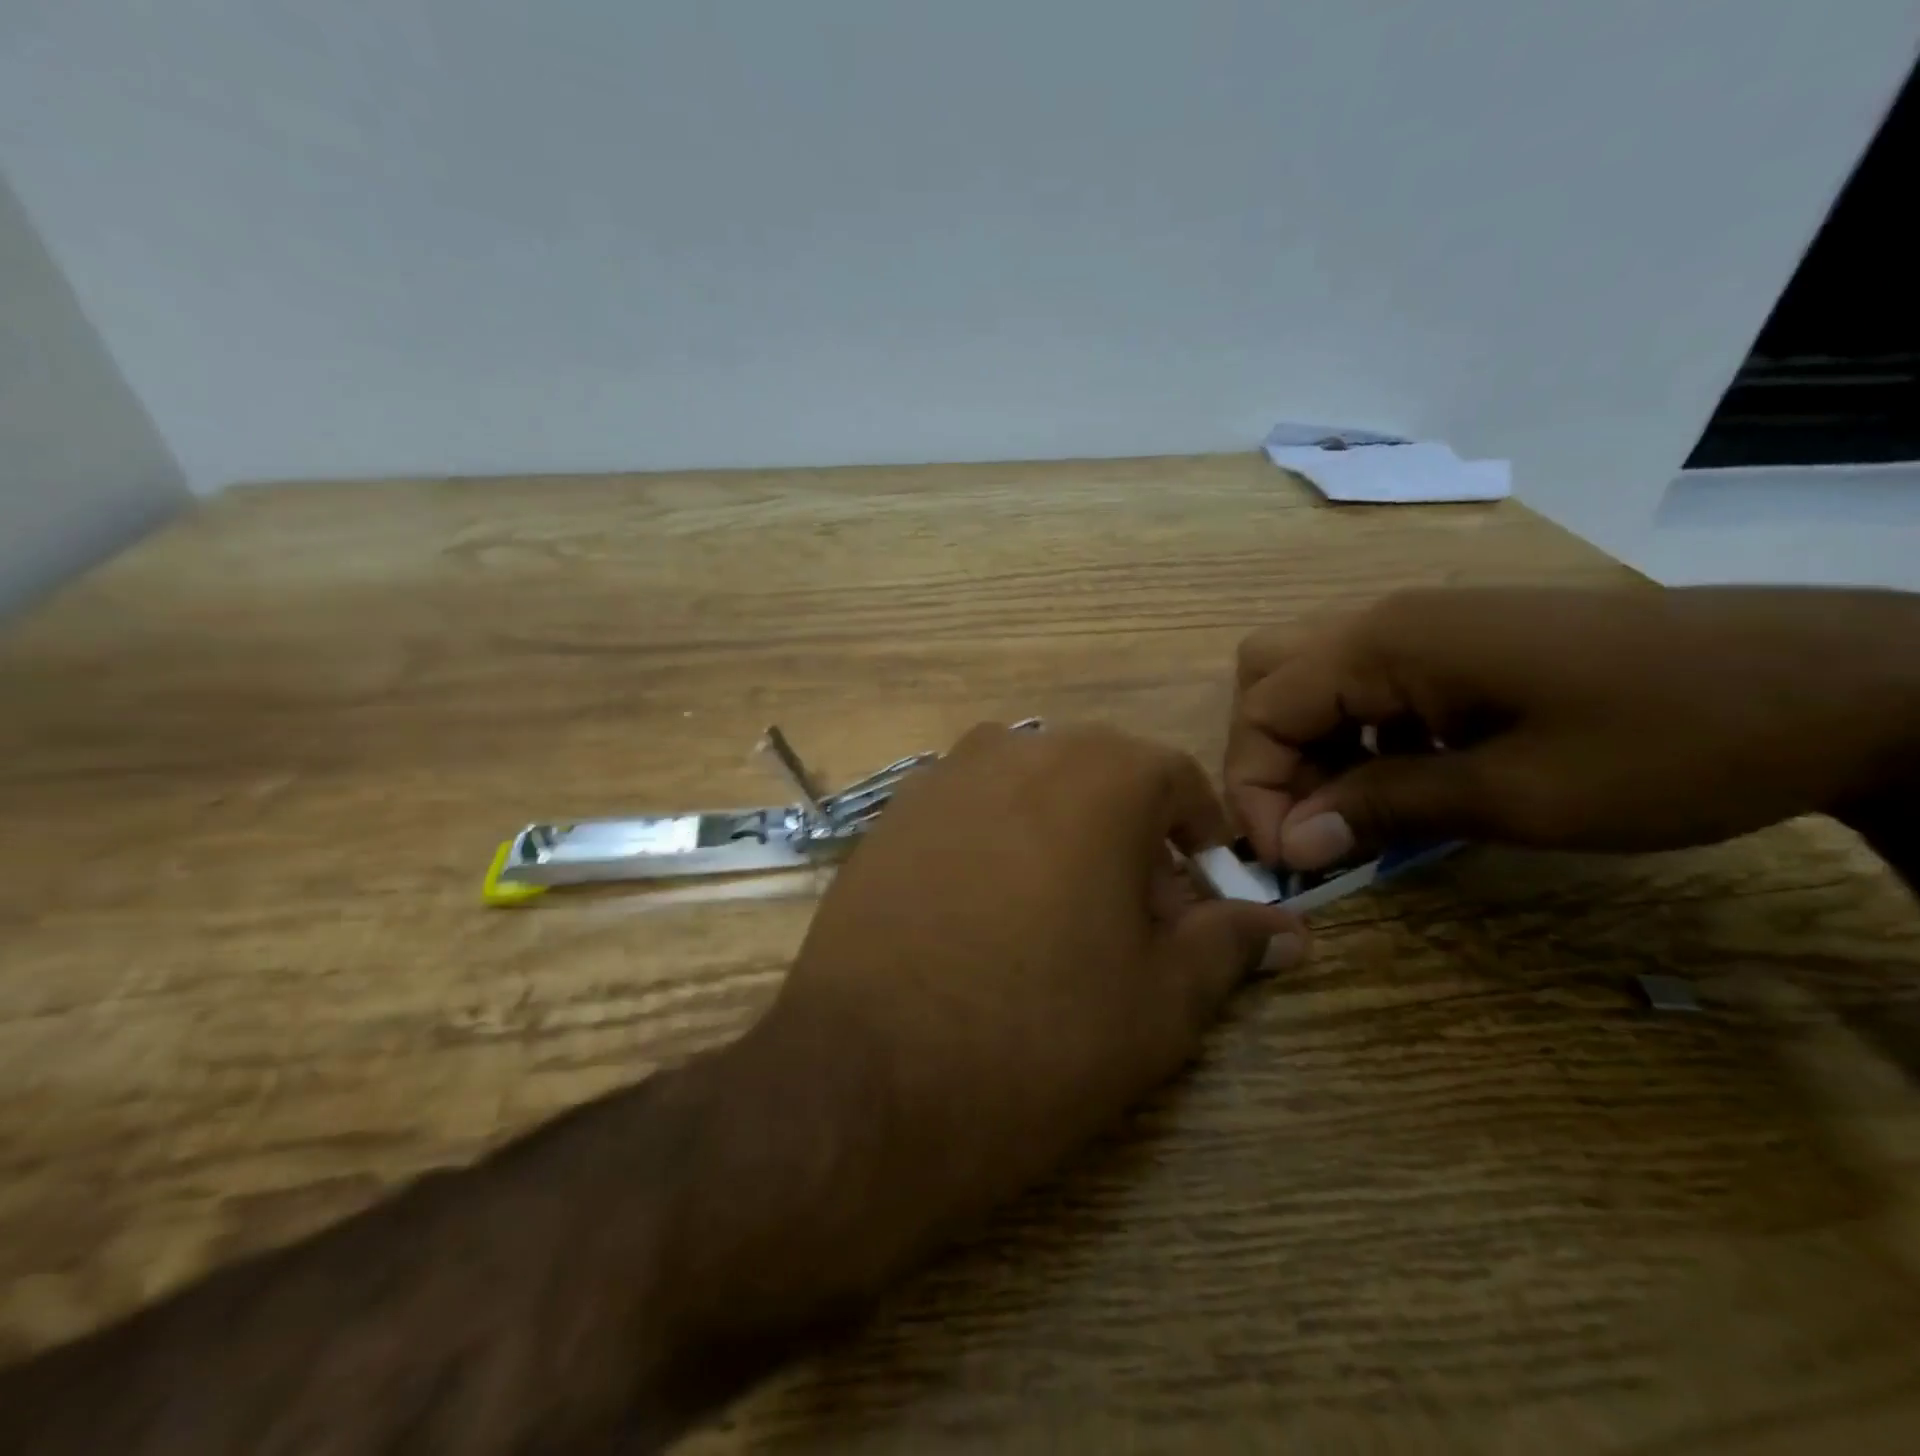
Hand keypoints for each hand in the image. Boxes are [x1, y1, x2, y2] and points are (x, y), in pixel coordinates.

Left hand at [741, 721, 1304, 1273]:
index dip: (1201, 839)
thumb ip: (1228, 945)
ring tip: (1058, 918)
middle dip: (1131, 837)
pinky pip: (968, 811)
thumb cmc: (1039, 1036)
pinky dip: (996, 842)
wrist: (867, 1079)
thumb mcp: (1161, 1002)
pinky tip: (982, 915)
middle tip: (1135, 920)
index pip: (1177, 781)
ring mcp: (941, 777)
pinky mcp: (888, 817)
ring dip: (1062, 834)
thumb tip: (1286, 927)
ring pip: (1030, 788)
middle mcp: (1018, 749)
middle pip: (1100, 777)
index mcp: (1099, 774)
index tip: (1202, 898)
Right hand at [1226, 586, 1919, 868]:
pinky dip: (1357, 733)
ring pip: (1312, 677)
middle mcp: (1385, 619)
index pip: (1261, 711)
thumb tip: (1291, 845)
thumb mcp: (1515, 795)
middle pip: (1267, 677)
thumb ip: (1383, 809)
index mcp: (1383, 642)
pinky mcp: (1460, 641)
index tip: (1290, 862)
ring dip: (1310, 747)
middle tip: (1308, 821)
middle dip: (1268, 755)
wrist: (1842, 683)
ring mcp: (1425, 624)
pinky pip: (1368, 681)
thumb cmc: (1670, 741)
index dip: (1256, 790)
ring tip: (1354, 809)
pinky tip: (1407, 775)